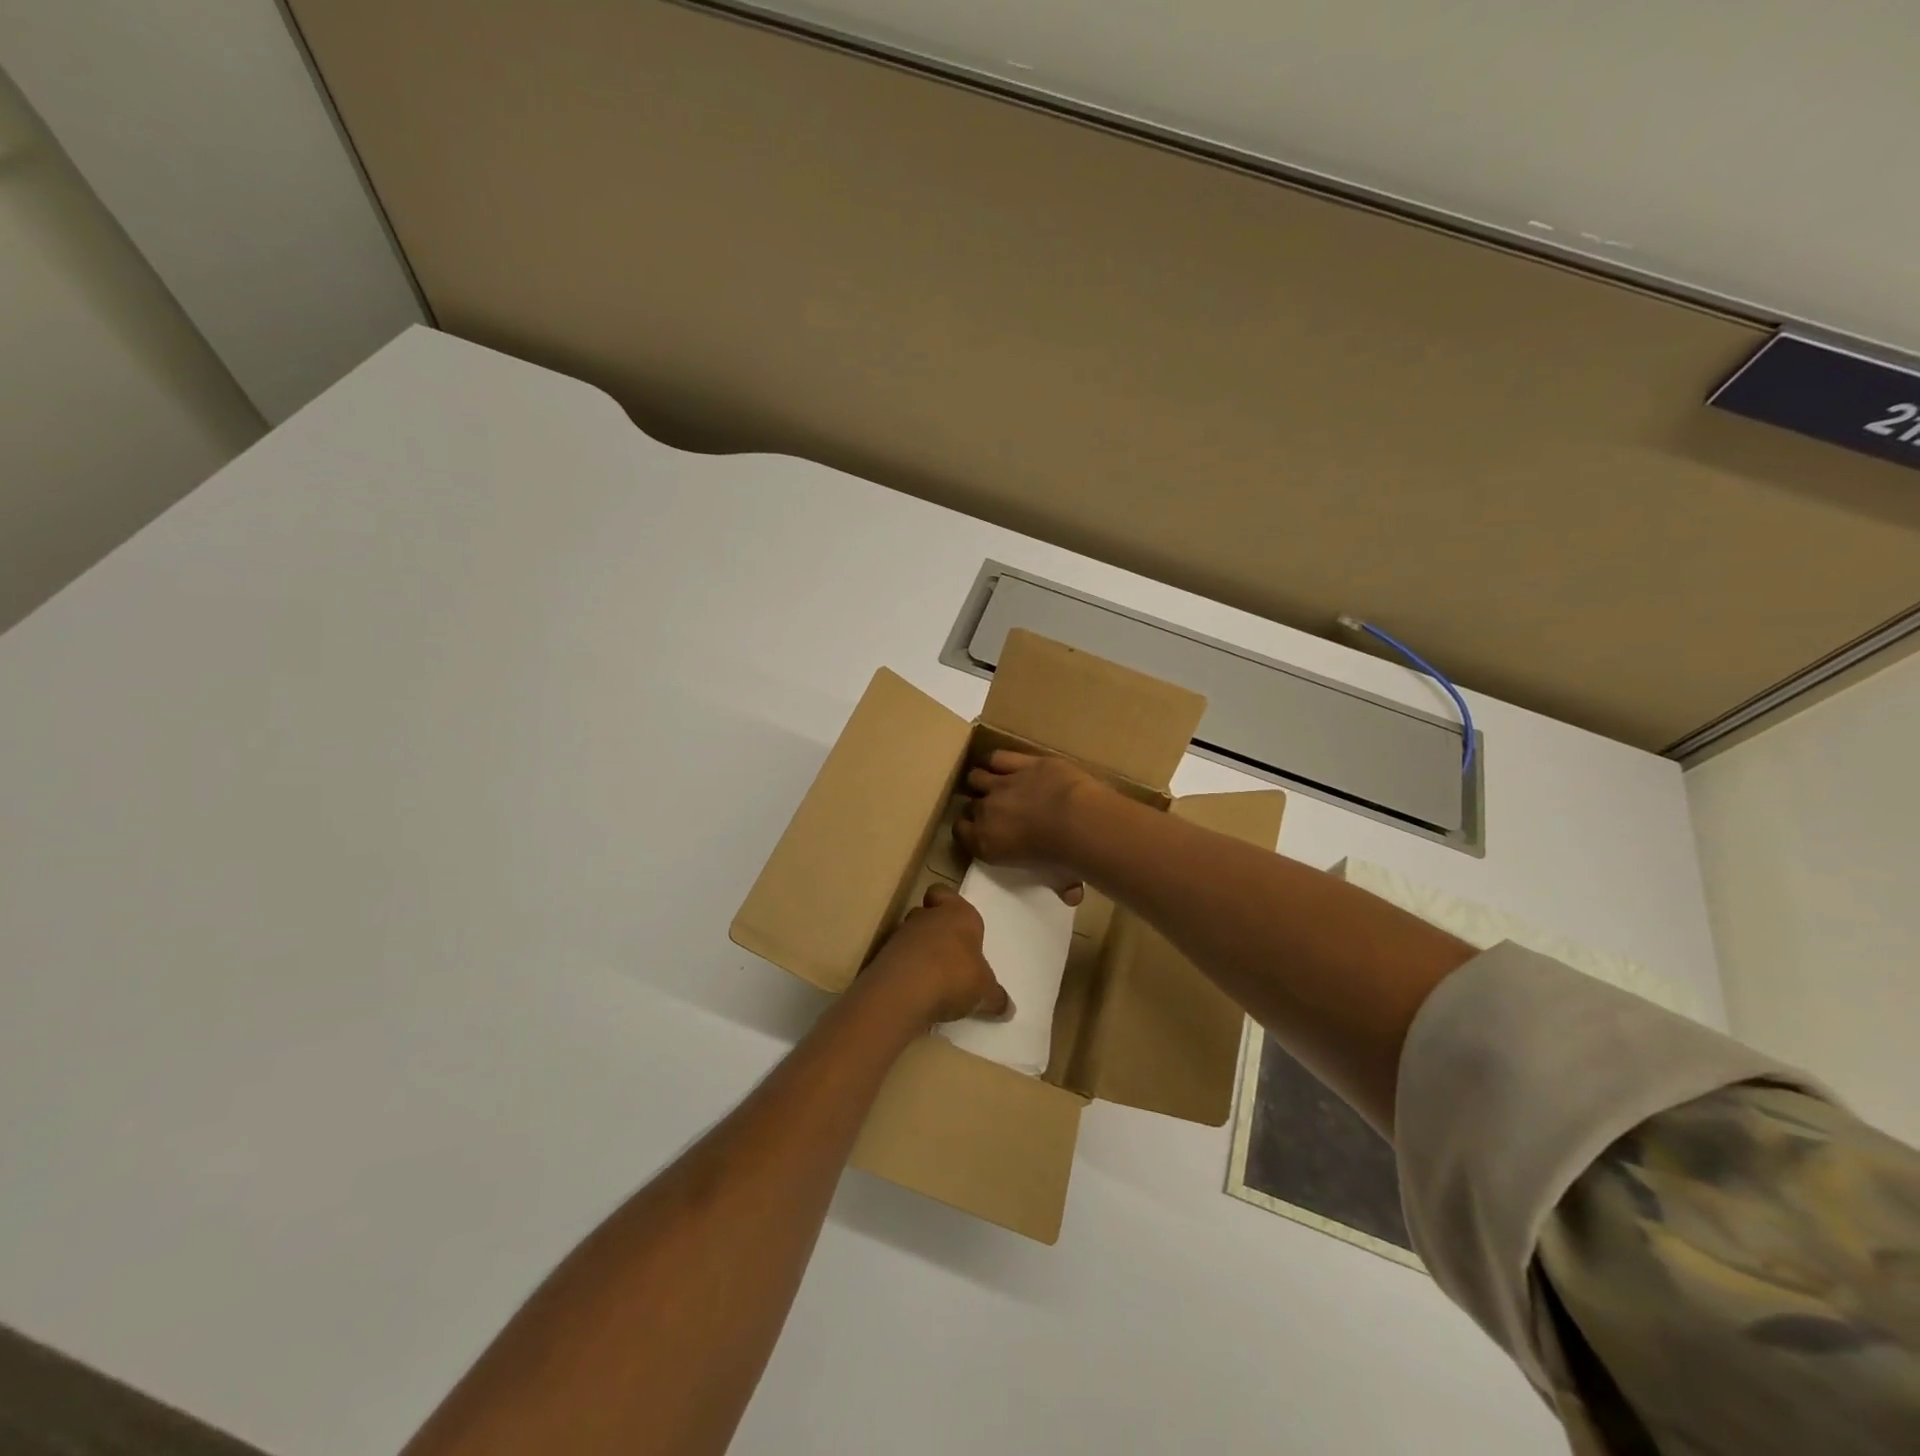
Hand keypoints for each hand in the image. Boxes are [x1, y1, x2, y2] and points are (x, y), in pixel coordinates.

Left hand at [862, 884, 1009, 1024]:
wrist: (903, 991)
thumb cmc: (955, 976)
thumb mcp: (985, 992)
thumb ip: (996, 997)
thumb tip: (1008, 1008)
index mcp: (958, 914)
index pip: (946, 893)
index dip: (949, 903)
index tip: (957, 923)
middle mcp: (928, 916)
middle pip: (928, 913)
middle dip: (936, 930)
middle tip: (948, 953)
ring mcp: (901, 935)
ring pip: (911, 935)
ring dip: (920, 951)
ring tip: (933, 978)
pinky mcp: (883, 957)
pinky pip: (898, 958)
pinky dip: (906, 970)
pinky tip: (916, 991)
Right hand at [956, 751, 1096, 903]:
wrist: (1079, 823)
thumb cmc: (1065, 859)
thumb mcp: (1058, 880)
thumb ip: (1060, 886)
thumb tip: (1071, 896)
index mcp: (987, 844)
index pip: (961, 832)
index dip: (968, 830)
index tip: (980, 831)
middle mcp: (987, 811)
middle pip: (970, 805)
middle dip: (979, 807)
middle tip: (995, 811)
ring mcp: (1002, 784)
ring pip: (977, 776)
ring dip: (983, 780)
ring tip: (994, 783)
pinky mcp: (1022, 763)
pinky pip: (998, 757)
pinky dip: (999, 761)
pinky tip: (1004, 764)